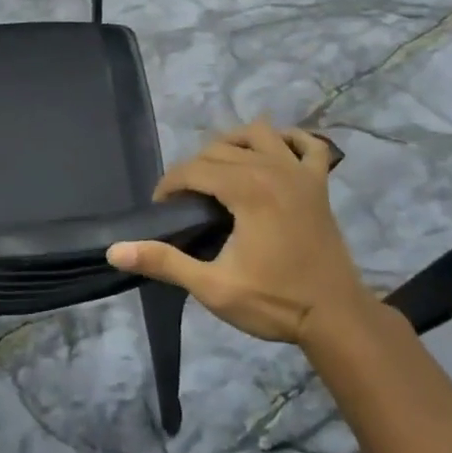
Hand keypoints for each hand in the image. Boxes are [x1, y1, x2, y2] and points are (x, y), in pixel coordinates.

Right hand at [108, 123, 366, 346]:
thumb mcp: (213, 288)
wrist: (337, 319)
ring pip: (258, 133)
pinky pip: (310, 144)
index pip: (194, 168)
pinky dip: (290, 140)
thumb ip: (164, 262)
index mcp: (247, 189)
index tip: (161, 209)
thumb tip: (114, 250)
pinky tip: (275, 151)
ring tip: (218, 169)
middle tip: (184, 202)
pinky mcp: (320, 185)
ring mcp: (301, 173)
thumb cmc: (275, 303)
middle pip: (220, 148)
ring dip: (233, 143)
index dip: (169, 184)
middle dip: (194, 168)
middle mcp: (273, 169)